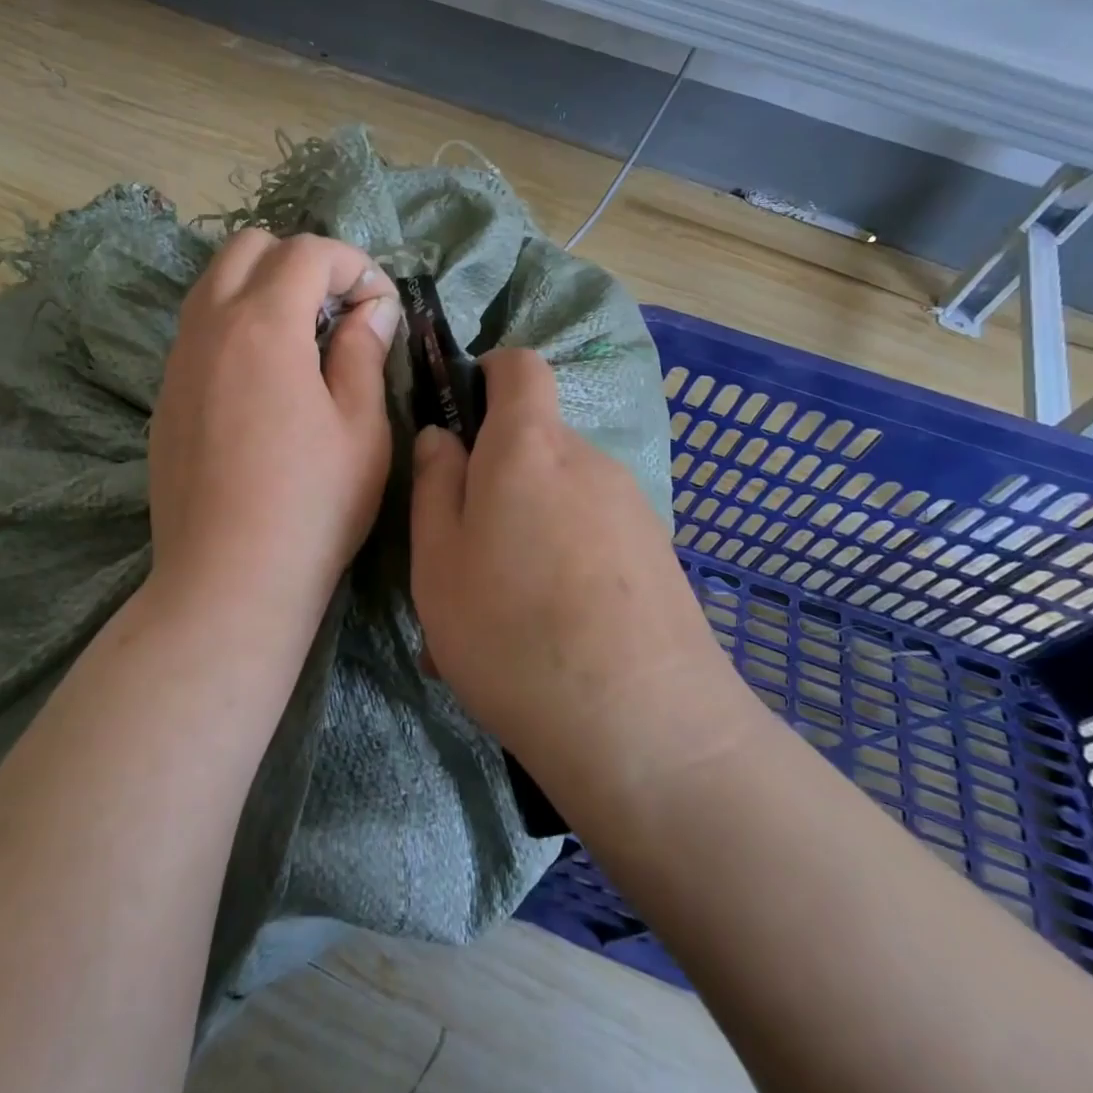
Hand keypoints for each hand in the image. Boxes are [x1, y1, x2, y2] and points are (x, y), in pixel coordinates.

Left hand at [148, 229, 399, 638]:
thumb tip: (370, 308)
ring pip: (215, 284)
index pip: (306, 252)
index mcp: (263, 325)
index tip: (381, 306)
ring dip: (264, 289)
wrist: (228, 580)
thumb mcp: (361, 427)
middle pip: (248, 248)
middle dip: (301, 262)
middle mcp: (209, 328)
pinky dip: (236, 325)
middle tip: (339, 312)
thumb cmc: (312, 504)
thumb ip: (363, 352)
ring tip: (304, 341)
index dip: (354, 265)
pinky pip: (199, 330)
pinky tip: (265, 381)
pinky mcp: (166, 397)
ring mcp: (178, 362)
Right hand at [409, 349, 751, 777]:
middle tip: (462, 558)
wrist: (644, 727)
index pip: (519, 366)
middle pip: (535, 445)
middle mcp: (588, 460)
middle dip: (495, 480)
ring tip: (498, 617)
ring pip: (559, 499)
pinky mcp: (657, 554)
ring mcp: (632, 507)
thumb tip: (443, 436)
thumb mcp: (438, 561)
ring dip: (524, 533)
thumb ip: (435, 484)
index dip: (487, 374)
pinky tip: (544, 638)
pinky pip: (591, 538)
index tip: (460, 418)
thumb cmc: (511, 631)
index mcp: (529, 447)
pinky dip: (560, 564)